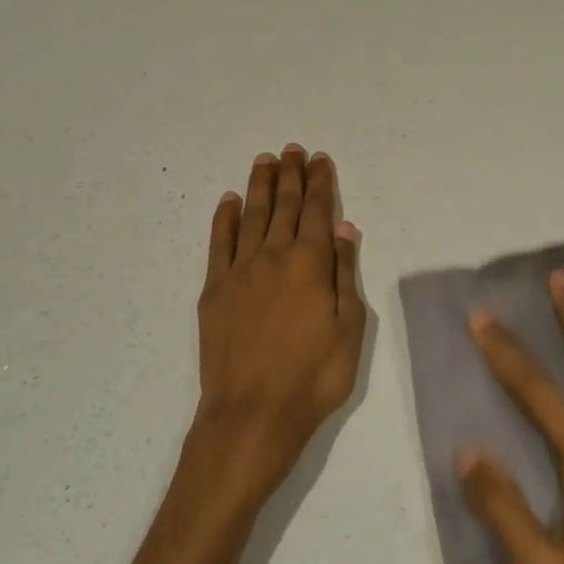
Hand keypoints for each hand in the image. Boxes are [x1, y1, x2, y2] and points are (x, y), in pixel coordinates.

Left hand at [194, 146, 364, 504]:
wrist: (252, 414)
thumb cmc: (314, 377)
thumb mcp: (349, 328)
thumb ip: (345, 274)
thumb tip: (344, 229)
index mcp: (311, 264)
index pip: (318, 211)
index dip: (320, 183)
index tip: (319, 159)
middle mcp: (274, 256)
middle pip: (284, 206)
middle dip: (290, 175)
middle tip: (292, 149)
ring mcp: (239, 271)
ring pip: (251, 216)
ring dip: (259, 186)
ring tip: (264, 160)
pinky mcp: (214, 290)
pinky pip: (219, 243)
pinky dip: (224, 218)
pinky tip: (228, 200)